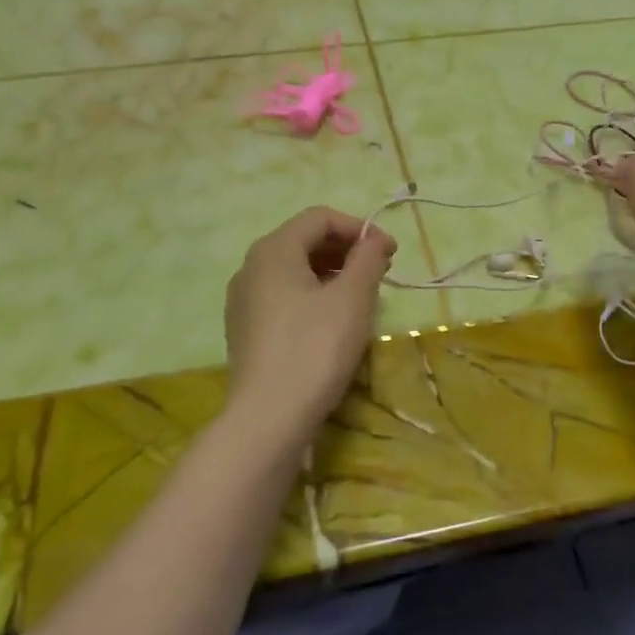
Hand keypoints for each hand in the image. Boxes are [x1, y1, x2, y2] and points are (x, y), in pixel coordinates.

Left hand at [224, 207, 396, 428]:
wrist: (268, 417)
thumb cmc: (315, 349)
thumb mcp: (352, 299)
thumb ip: (368, 259)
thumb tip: (375, 240)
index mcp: (273, 250)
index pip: (320, 217)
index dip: (360, 228)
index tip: (391, 253)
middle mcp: (251, 267)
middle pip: (304, 241)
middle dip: (346, 250)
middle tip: (380, 273)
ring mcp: (243, 300)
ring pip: (293, 271)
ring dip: (331, 274)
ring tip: (361, 297)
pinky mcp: (245, 329)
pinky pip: (283, 297)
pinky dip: (312, 296)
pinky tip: (332, 323)